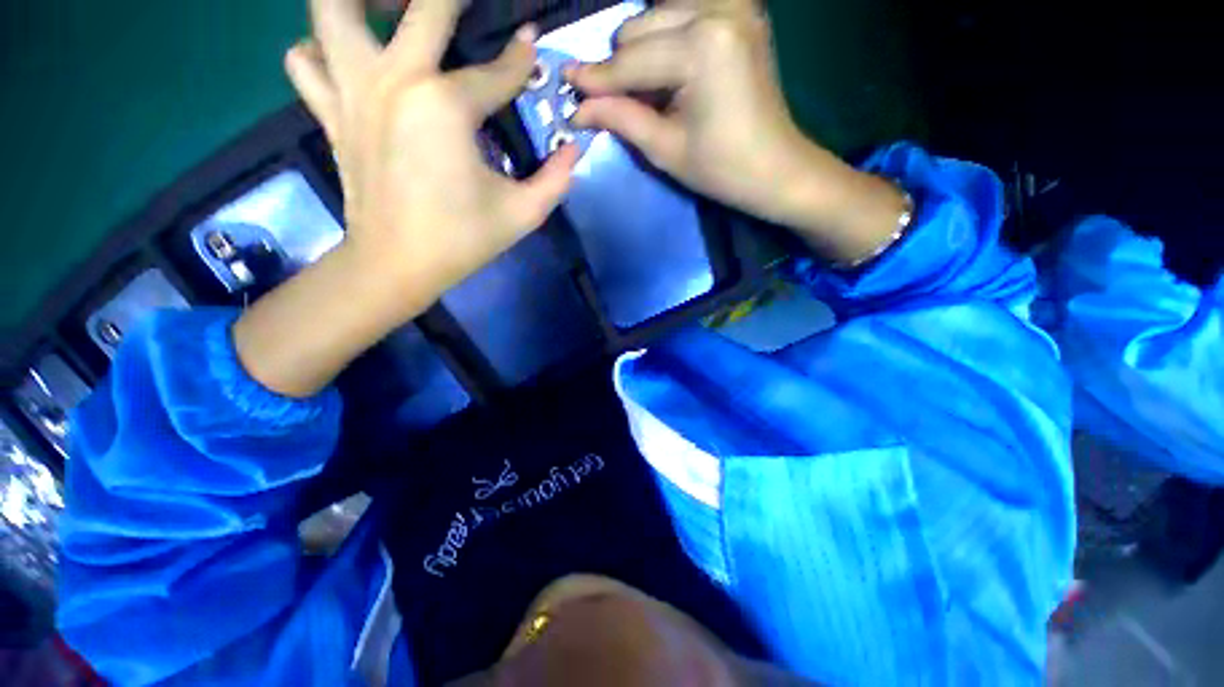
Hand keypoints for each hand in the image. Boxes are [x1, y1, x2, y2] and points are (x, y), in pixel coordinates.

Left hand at [233, 0, 577, 398]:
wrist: (397, 265)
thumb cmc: (462, 240)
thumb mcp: (524, 213)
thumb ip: (557, 178)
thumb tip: (576, 149)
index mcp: (446, 106)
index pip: (497, 71)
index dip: (521, 60)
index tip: (531, 46)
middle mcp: (394, 80)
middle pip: (419, 4)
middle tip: (462, 8)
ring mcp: (352, 92)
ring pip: (332, 7)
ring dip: (362, 0)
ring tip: (392, 9)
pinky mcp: (329, 114)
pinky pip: (305, 59)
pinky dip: (319, 49)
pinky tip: (347, 61)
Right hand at [568, 0, 906, 263]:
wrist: (776, 169)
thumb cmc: (721, 169)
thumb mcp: (665, 149)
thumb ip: (620, 118)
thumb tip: (578, 106)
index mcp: (702, 47)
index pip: (630, 61)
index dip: (596, 79)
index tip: (567, 85)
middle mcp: (718, 8)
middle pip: (638, 26)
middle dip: (621, 67)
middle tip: (616, 103)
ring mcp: (734, 5)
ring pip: (657, 12)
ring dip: (641, 49)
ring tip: (648, 90)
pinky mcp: (742, 11)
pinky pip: (684, 11)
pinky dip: (667, 36)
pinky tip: (669, 67)